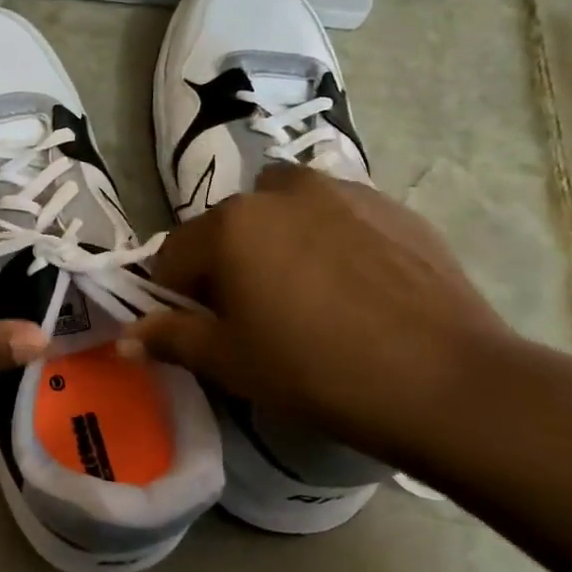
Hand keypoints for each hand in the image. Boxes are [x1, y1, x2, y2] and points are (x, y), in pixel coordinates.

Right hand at [125, 163, 513, 464]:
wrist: (445, 380)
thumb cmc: (315, 370)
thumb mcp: (231, 362)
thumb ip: (171, 338)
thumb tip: (125, 337)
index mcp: (229, 225)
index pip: (176, 254)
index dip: (180, 295)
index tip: (204, 329)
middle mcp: (278, 192)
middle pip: (229, 229)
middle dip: (229, 265)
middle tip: (258, 316)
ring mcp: (341, 191)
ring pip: (284, 213)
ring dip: (279, 243)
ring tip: (310, 295)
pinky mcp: (392, 206)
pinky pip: (337, 216)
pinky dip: (329, 240)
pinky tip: (356, 288)